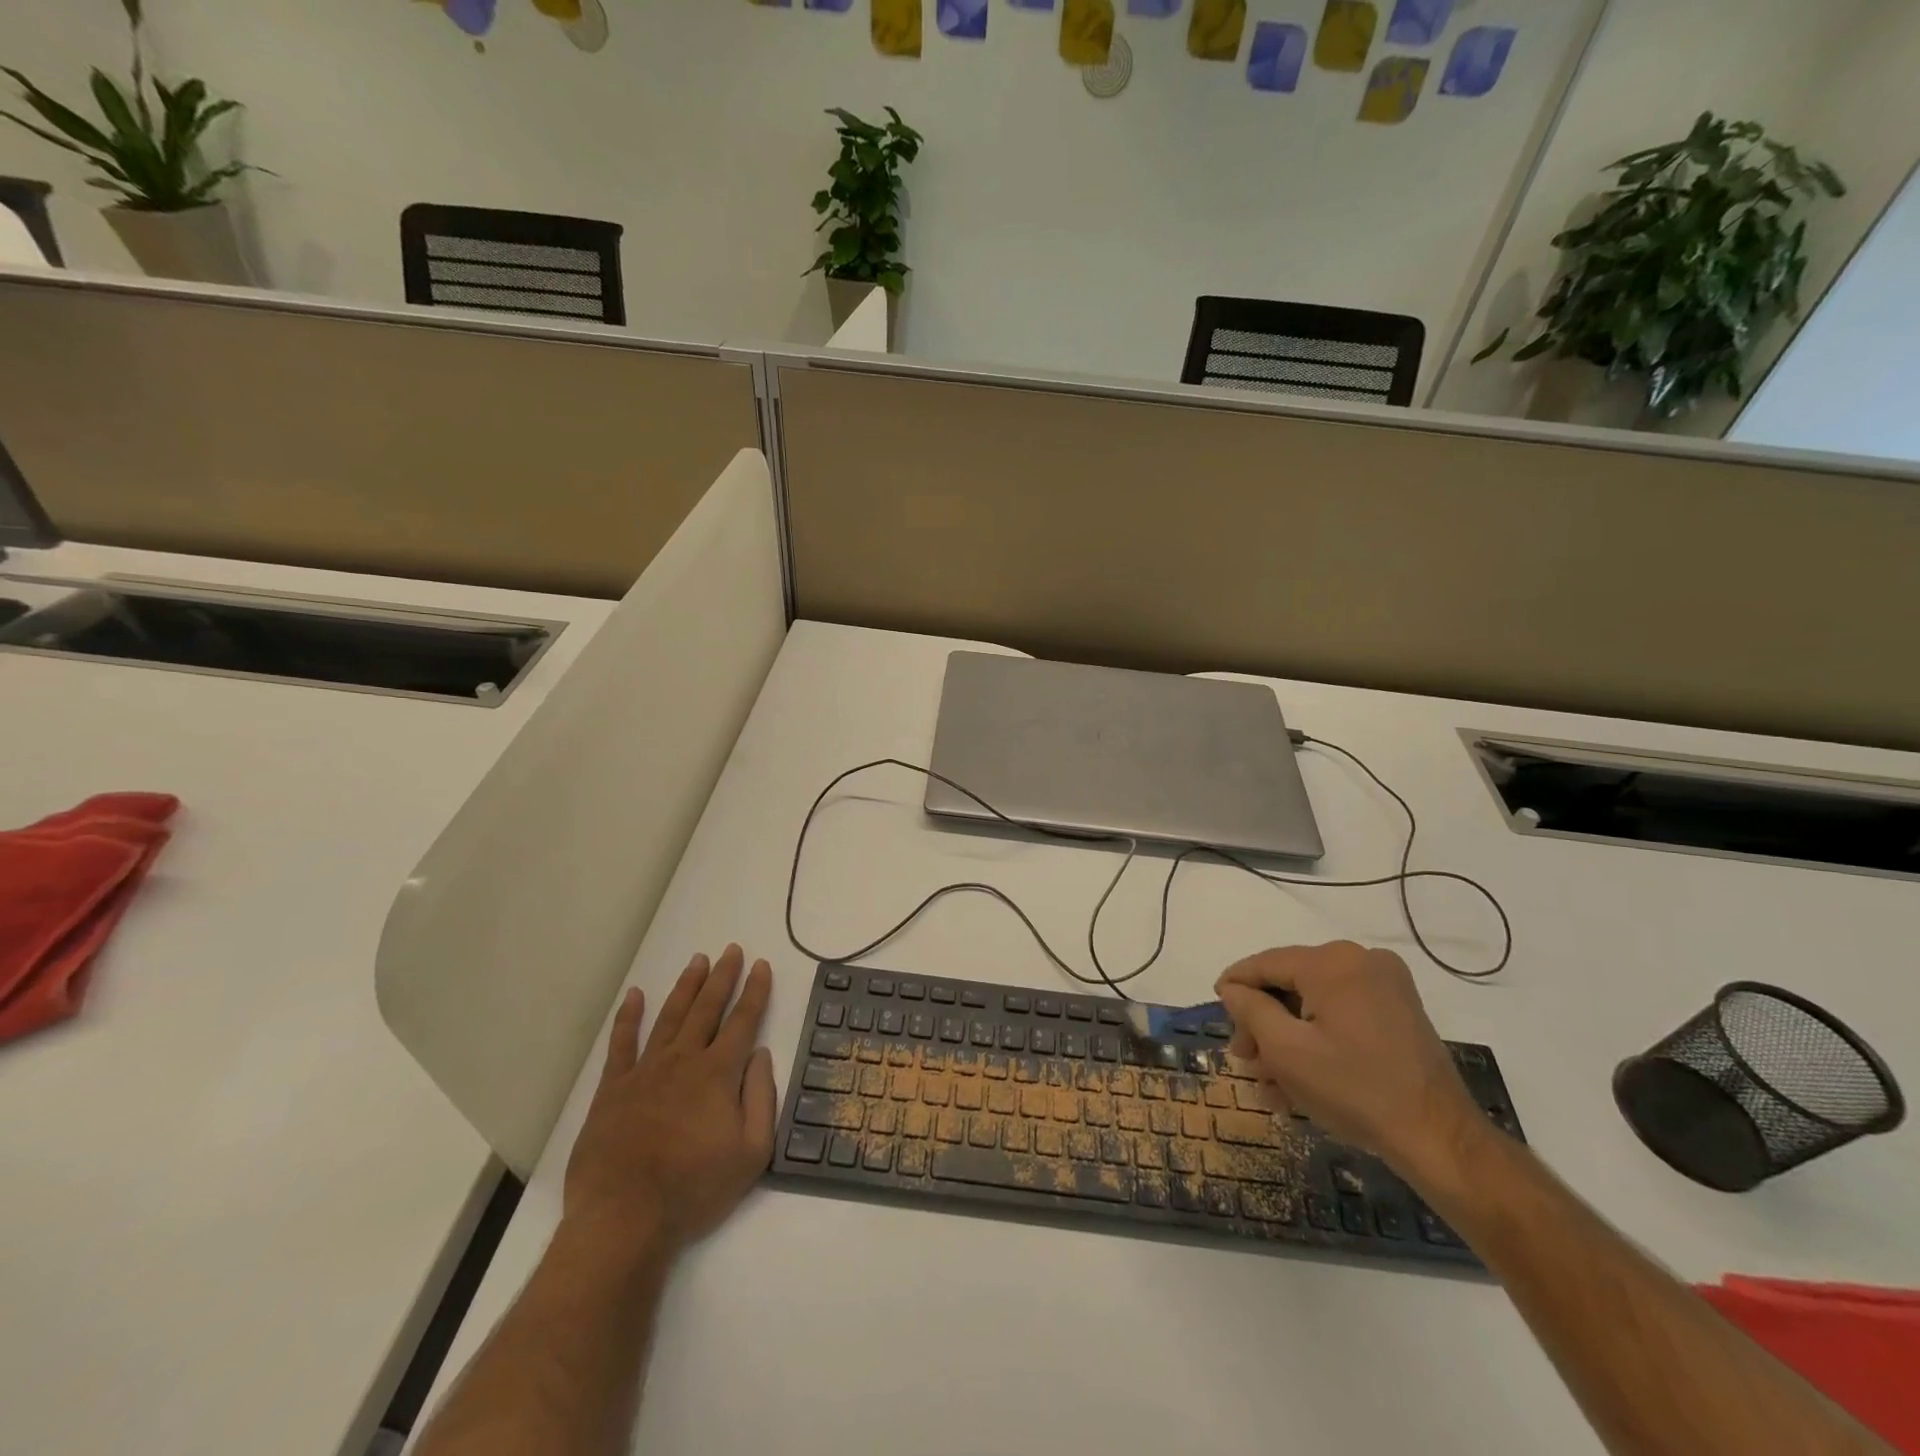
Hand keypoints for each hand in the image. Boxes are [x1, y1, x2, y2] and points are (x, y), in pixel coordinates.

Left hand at [564, 945, 776, 1258]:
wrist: (624, 1218)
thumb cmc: (694, 1188)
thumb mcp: (752, 1153)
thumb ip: (761, 1098)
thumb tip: (760, 1055)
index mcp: (718, 1073)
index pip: (743, 1020)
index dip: (755, 991)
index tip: (762, 965)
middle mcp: (684, 1060)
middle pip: (707, 1008)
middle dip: (722, 976)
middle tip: (731, 950)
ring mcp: (645, 1071)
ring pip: (670, 1016)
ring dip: (686, 986)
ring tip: (697, 960)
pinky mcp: (613, 1089)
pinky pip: (622, 1043)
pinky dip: (629, 1017)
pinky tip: (635, 995)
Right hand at [1214, 942, 1484, 1184]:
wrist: (1439, 1140)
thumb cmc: (1355, 1091)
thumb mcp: (1286, 1050)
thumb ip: (1250, 1009)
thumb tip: (1233, 988)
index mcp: (1332, 962)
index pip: (1266, 963)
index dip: (1235, 984)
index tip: (1216, 1006)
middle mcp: (1360, 960)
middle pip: (1291, 983)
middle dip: (1264, 1022)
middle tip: (1247, 1059)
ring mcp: (1386, 984)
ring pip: (1315, 1001)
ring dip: (1289, 1036)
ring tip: (1272, 1081)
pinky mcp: (1399, 1009)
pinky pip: (1342, 1012)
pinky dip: (1318, 1037)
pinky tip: (1302, 1076)